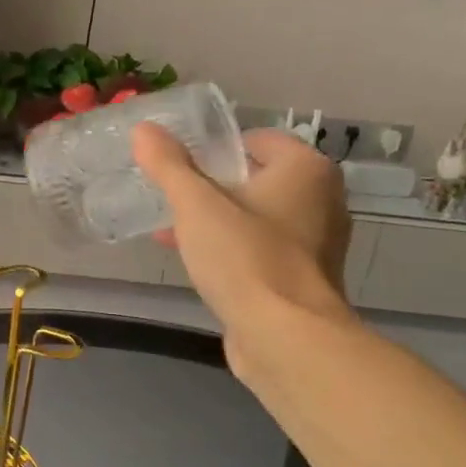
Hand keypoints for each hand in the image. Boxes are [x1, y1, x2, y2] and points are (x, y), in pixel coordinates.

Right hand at [132, 123, 354, 377]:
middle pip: (255, 179)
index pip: (256, 140)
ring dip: (216, 222)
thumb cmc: (245, 259)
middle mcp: (322, 200)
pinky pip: (260, 249)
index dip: (214, 149)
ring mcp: (316, 243)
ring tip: (171, 233)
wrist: (285, 337)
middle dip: (210, 189)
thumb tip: (143, 128)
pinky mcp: (302, 278)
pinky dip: (231, 250)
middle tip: (170, 199)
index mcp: (307, 170)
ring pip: (255, 217)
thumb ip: (169, 166)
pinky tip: (196, 264)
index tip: (177, 167)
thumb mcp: (196, 206)